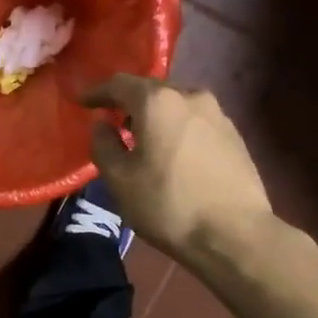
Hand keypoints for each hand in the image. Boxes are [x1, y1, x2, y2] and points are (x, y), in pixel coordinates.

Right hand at [82, 75, 275, 265]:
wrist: (235, 234)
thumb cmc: (168, 204)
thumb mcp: (119, 180)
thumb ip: (103, 145)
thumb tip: (102, 125)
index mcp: (158, 102)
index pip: (119, 84)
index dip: (97, 92)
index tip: (82, 102)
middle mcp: (190, 96)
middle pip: (151, 91)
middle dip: (128, 104)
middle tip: (112, 123)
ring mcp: (218, 114)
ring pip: (176, 107)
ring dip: (156, 118)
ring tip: (143, 141)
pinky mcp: (235, 135)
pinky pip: (195, 123)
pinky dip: (177, 131)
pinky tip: (173, 155)